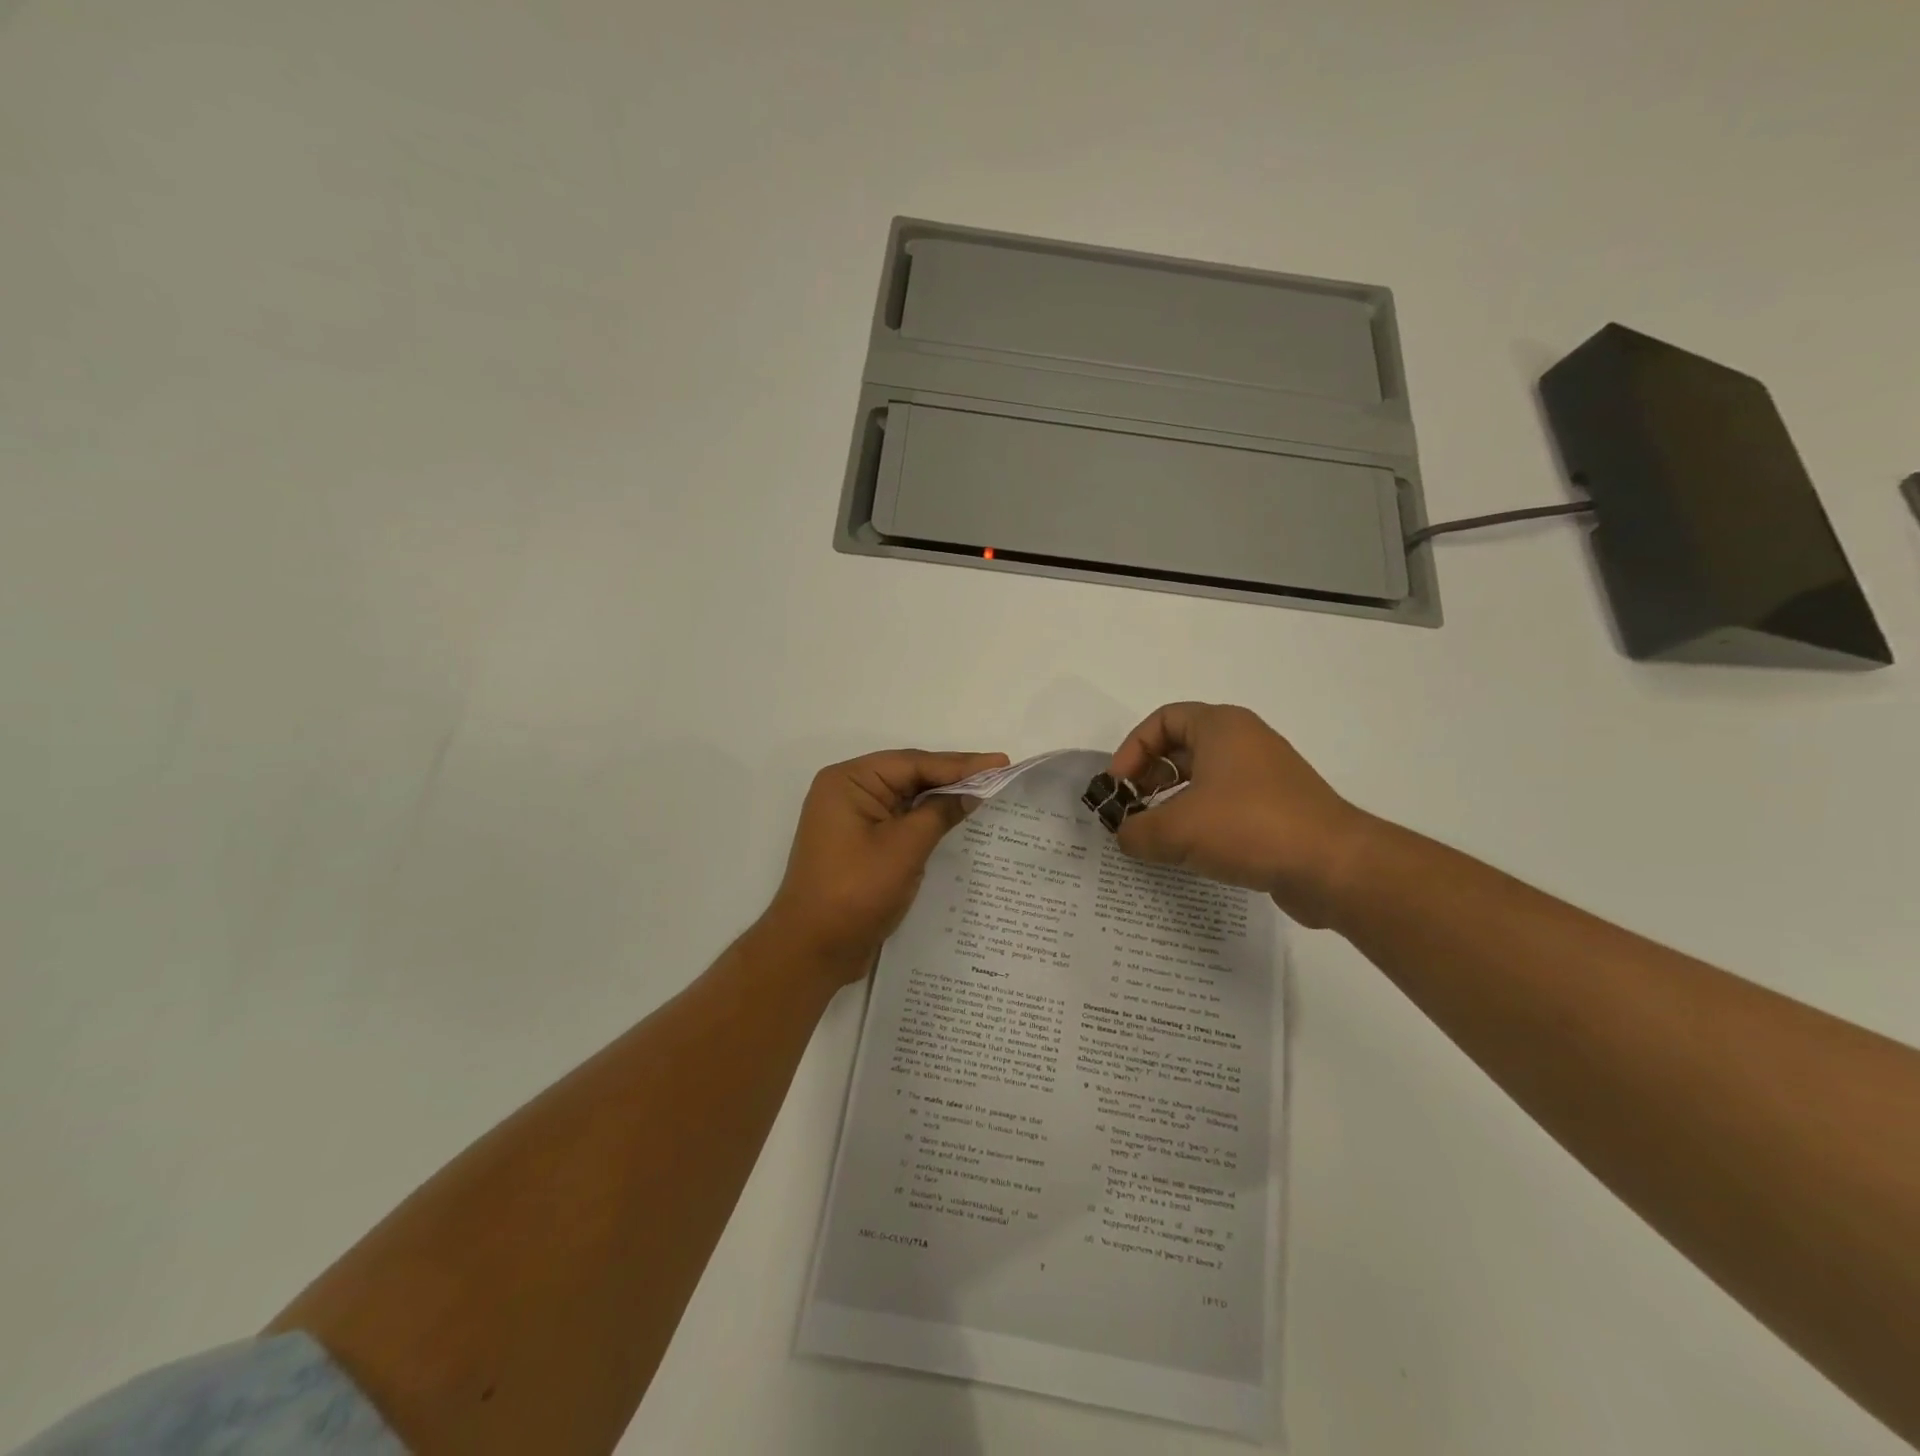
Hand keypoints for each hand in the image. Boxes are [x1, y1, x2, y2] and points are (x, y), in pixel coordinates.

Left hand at [764, 749, 1008, 982]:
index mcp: (849, 781)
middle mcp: (847, 792)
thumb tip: (971, 793)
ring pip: (906, 798)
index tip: (1000, 762)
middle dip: (953, 777)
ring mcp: (852, 818)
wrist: (812, 949)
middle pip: (909, 775)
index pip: (913, 763)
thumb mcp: (904, 848)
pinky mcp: (860, 843)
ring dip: (942, 797)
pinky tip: (956, 817)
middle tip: (999, 772)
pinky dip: (927, 819)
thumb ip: (939, 813)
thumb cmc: (855, 892)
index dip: (959, 764)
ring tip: (986, 791)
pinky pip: (899, 820)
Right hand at [1108, 703, 1372, 926]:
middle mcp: (1245, 741)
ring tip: (1155, 835)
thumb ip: (1136, 831)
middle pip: (1181, 748)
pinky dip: (1201, 820)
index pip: (1162, 720)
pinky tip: (1190, 852)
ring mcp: (1265, 776)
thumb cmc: (1248, 827)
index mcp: (1221, 727)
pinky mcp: (1278, 809)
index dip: (1132, 750)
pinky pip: (1226, 804)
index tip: (1118, 787)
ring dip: (1173, 803)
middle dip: (1149, 778)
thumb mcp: (1176, 830)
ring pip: (1204, 778)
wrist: (1333, 866)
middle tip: (1131, 811)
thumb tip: (1124, 835)